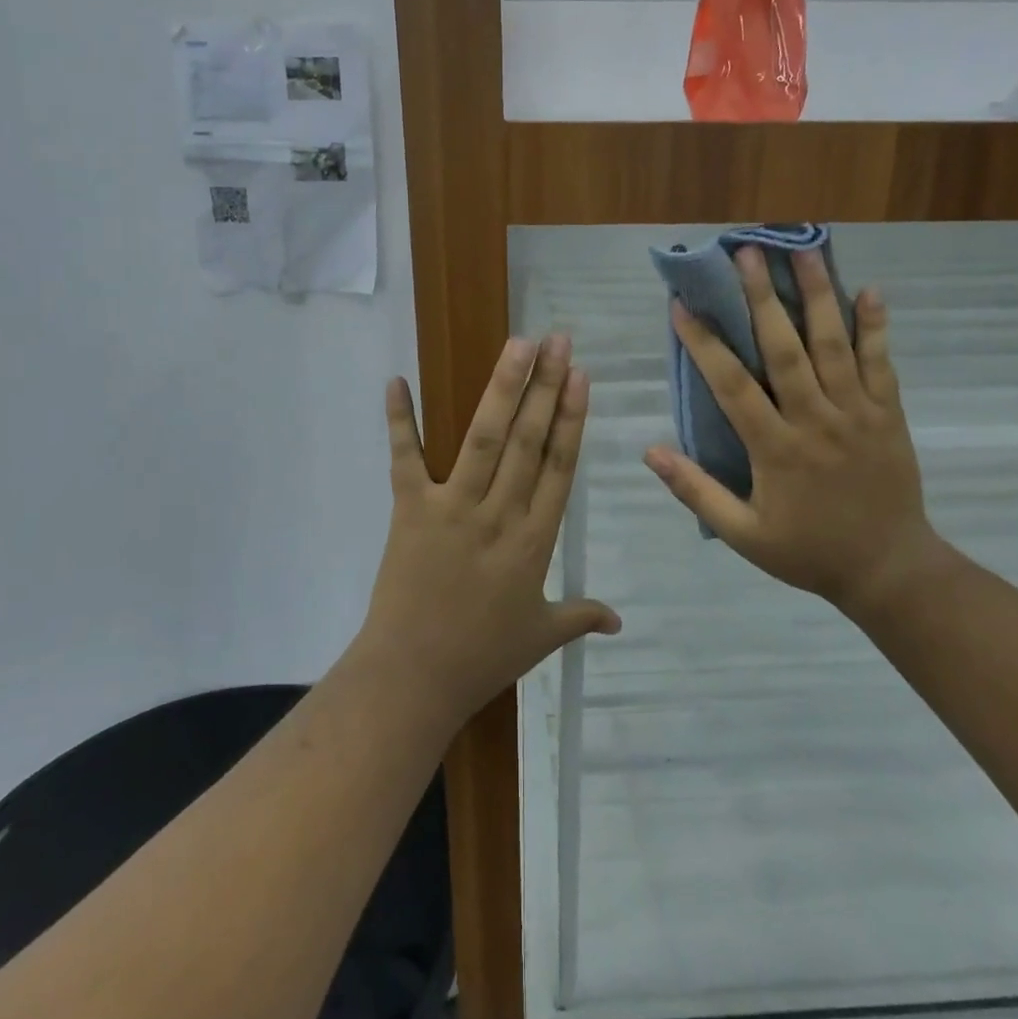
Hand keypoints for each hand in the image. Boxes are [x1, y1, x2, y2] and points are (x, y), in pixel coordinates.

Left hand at [359, 335, 620, 731]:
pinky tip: (397, 381)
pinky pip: (406, 458)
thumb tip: (620, 621)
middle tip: (558, 341)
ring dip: (502, 389)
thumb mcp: (541, 637)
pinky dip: (400, 420)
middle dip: (545, 386)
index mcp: (535, 540)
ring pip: (485, 439)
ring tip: (518, 345)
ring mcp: (454, 508)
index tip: (580, 377)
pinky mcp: (411, 511)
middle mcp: (500, 514)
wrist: (414, 677)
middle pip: (529, 440)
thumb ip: (581, 617)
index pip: (560, 466)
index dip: (571, 418)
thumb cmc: (482, 657)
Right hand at [643, 247, 949, 618]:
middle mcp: (815, 420)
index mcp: (775, 448)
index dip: (704, 343)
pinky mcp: (890, 415)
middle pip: (785, 348)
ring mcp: (858, 413)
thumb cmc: (808, 552)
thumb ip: (696, 491)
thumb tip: (650, 451)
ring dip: (817, 295)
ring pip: (834, 345)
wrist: (889, 570)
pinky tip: (869, 290)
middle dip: (762, 298)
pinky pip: (882, 363)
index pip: (731, 385)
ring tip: (804, 251)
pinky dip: (875, 327)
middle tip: (745, 253)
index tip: (680, 306)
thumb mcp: (743, 534)